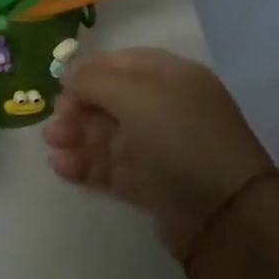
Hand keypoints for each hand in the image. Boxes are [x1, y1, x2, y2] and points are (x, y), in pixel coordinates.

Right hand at [43, 48, 275, 268]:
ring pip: (108, 137)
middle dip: (78, 110)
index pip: (122, 64)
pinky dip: (87, 166)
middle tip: (54, 126)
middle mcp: (166, 108)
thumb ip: (95, 81)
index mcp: (171, 77)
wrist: (225, 214)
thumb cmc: (180, 138)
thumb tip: (69, 72)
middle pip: (111, 101)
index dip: (89, 72)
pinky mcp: (152, 185)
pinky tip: (62, 168)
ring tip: (52, 148)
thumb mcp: (136, 96)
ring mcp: (159, 148)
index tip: (60, 87)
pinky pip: (113, 168)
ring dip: (77, 139)